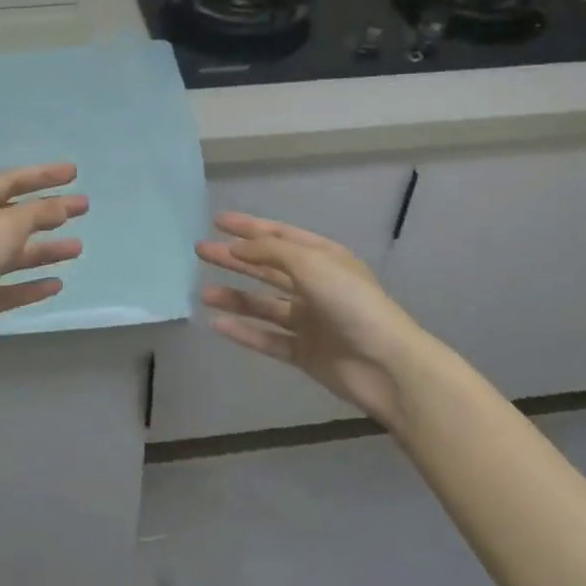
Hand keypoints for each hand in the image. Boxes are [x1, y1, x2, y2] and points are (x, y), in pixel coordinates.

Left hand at [0, 163, 86, 392]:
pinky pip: (8, 288)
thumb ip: (36, 213)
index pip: (9, 181)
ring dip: (45, 250)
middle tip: (83, 208)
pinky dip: (31, 285)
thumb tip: (60, 206)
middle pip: (14, 217)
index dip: (41, 175)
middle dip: (49, 211)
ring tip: (78, 249)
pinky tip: (56, 285)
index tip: (74, 173)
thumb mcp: (4, 228)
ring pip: (13, 254)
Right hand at [197, 213, 427, 427]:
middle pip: (267, 268)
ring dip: (234, 297)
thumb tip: (237, 247)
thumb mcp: (310, 263)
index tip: (216, 221)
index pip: (279, 236)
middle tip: (200, 251)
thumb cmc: (350, 302)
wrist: (385, 363)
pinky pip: (267, 338)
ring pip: (264, 304)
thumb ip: (269, 251)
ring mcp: (309, 320)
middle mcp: (315, 285)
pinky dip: (244, 331)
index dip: (248, 227)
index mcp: (322, 258)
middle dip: (234, 259)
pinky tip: (218, 324)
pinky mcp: (304, 352)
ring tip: (203, 294)